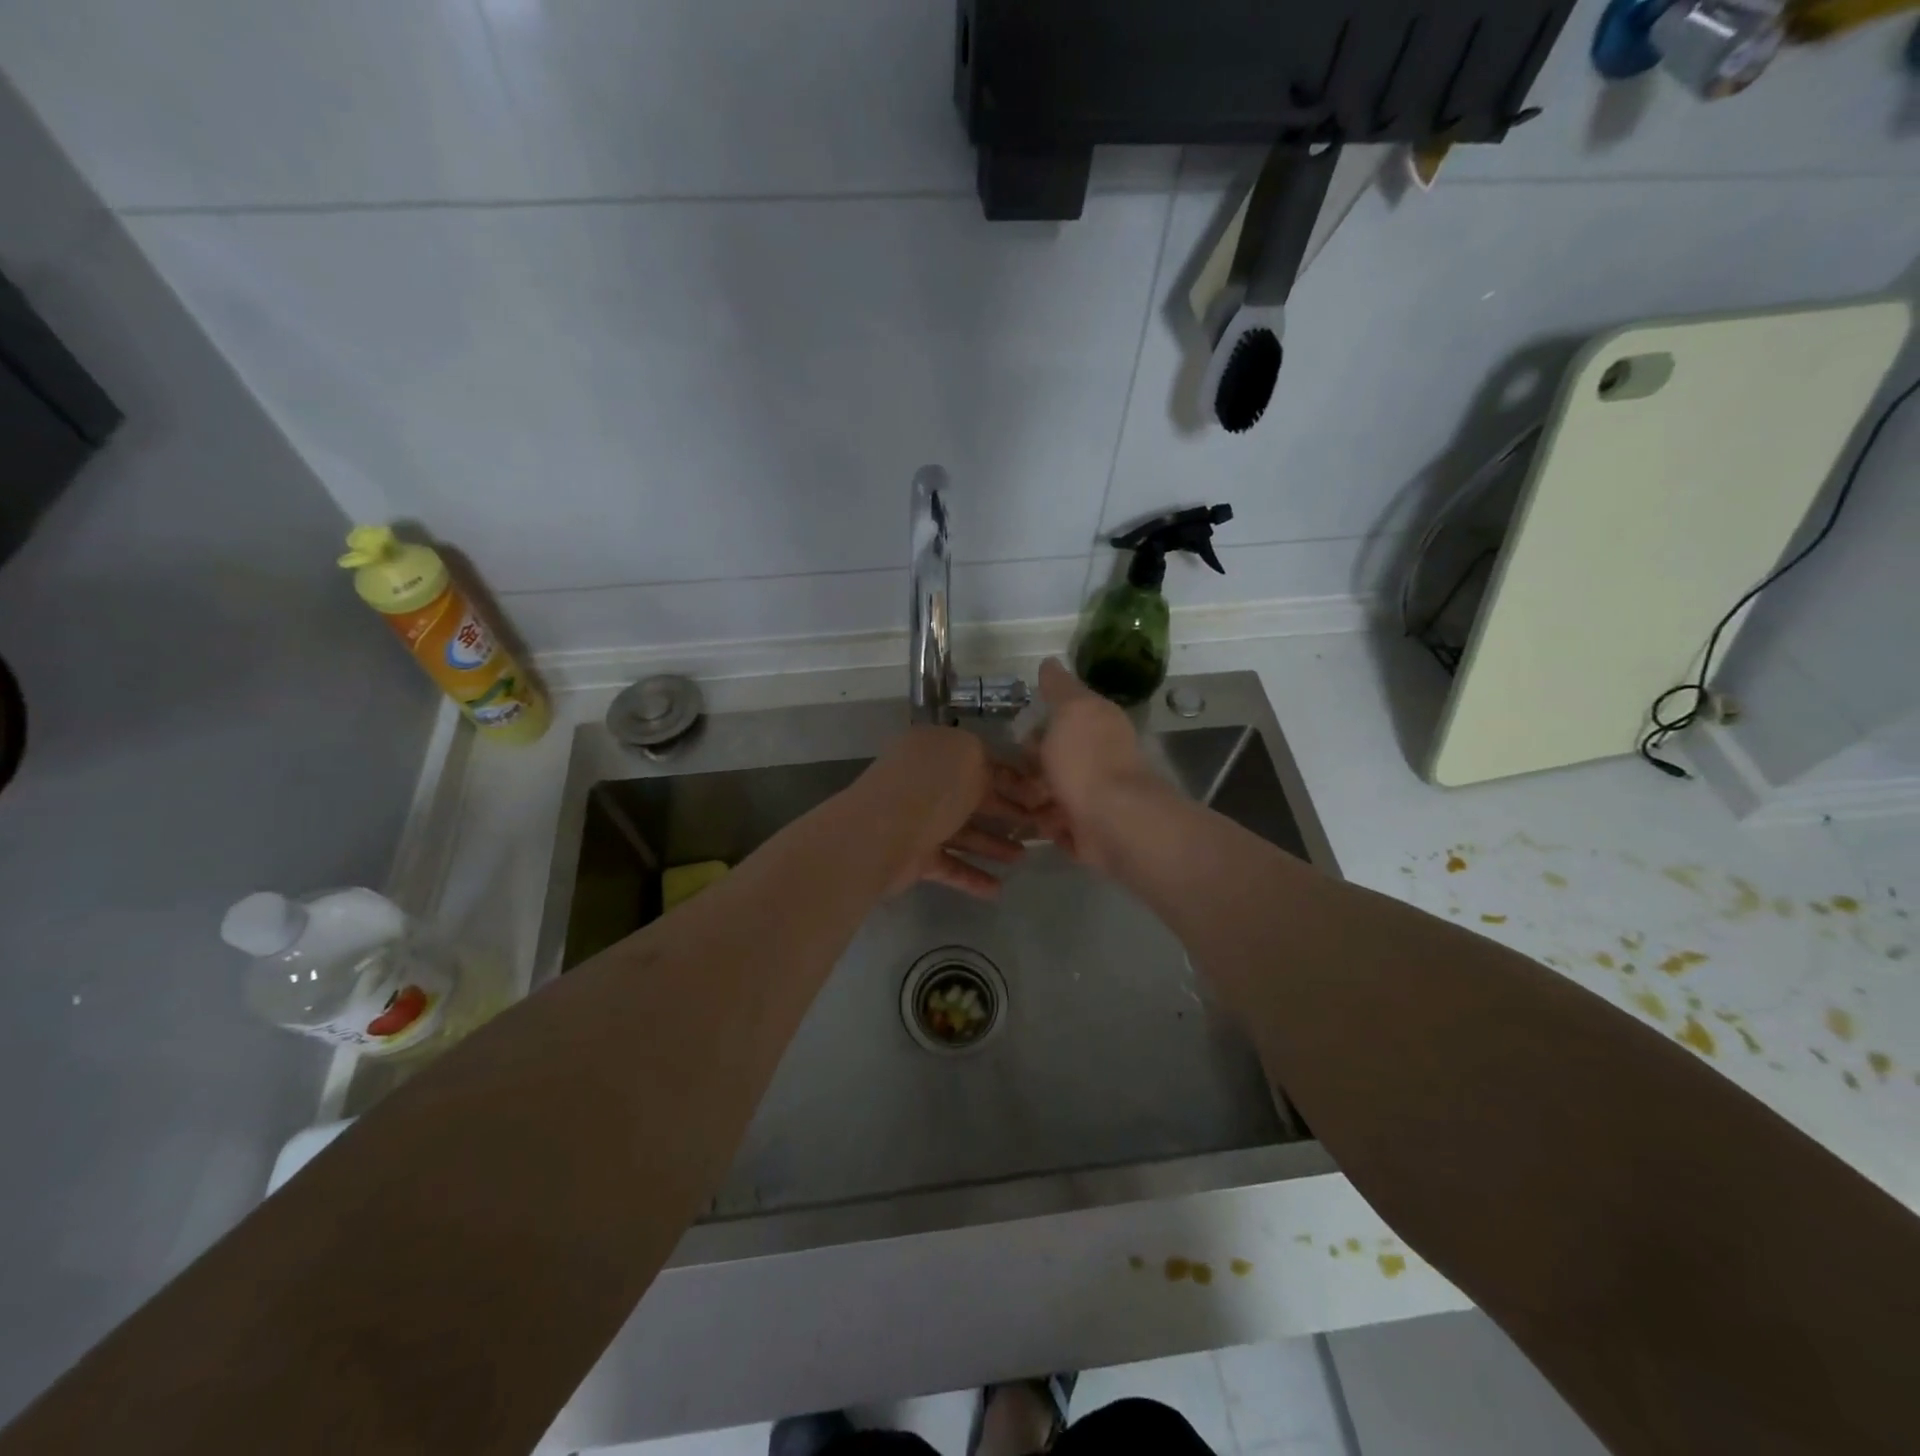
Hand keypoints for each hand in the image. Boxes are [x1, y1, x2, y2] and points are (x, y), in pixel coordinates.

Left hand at [856, 726, 1050, 899]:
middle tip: (1041, 827)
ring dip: (993, 845)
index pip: (981, 760)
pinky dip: (972, 876)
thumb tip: (1004, 776)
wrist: (880, 833)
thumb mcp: (970, 759)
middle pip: (973, 798)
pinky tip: (997, 889)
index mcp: (937, 750)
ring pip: (963, 832)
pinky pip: (949, 865)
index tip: (1042, 796)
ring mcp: (918, 820)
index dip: (1013, 778)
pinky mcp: (914, 856)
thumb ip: (991, 765)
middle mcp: (926, 783)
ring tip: (1022, 858)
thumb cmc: (931, 788)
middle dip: (1007, 812)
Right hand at [1026, 659, 1162, 872]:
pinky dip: (1045, 824)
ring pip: (1053, 792)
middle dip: (1029, 765)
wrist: (1113, 822)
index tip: (1015, 733)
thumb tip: (1049, 662)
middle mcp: (1099, 757)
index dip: (1037, 723)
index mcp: (1098, 724)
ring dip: (1032, 797)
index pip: (1064, 717)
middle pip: (1055, 756)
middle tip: (1007, 773)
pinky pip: (1057, 824)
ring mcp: (1095, 795)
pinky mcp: (1089, 830)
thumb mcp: (1071, 709)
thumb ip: (1059, 688)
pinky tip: (1032, 822)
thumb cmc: (1086, 760)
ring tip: (1015, 802)